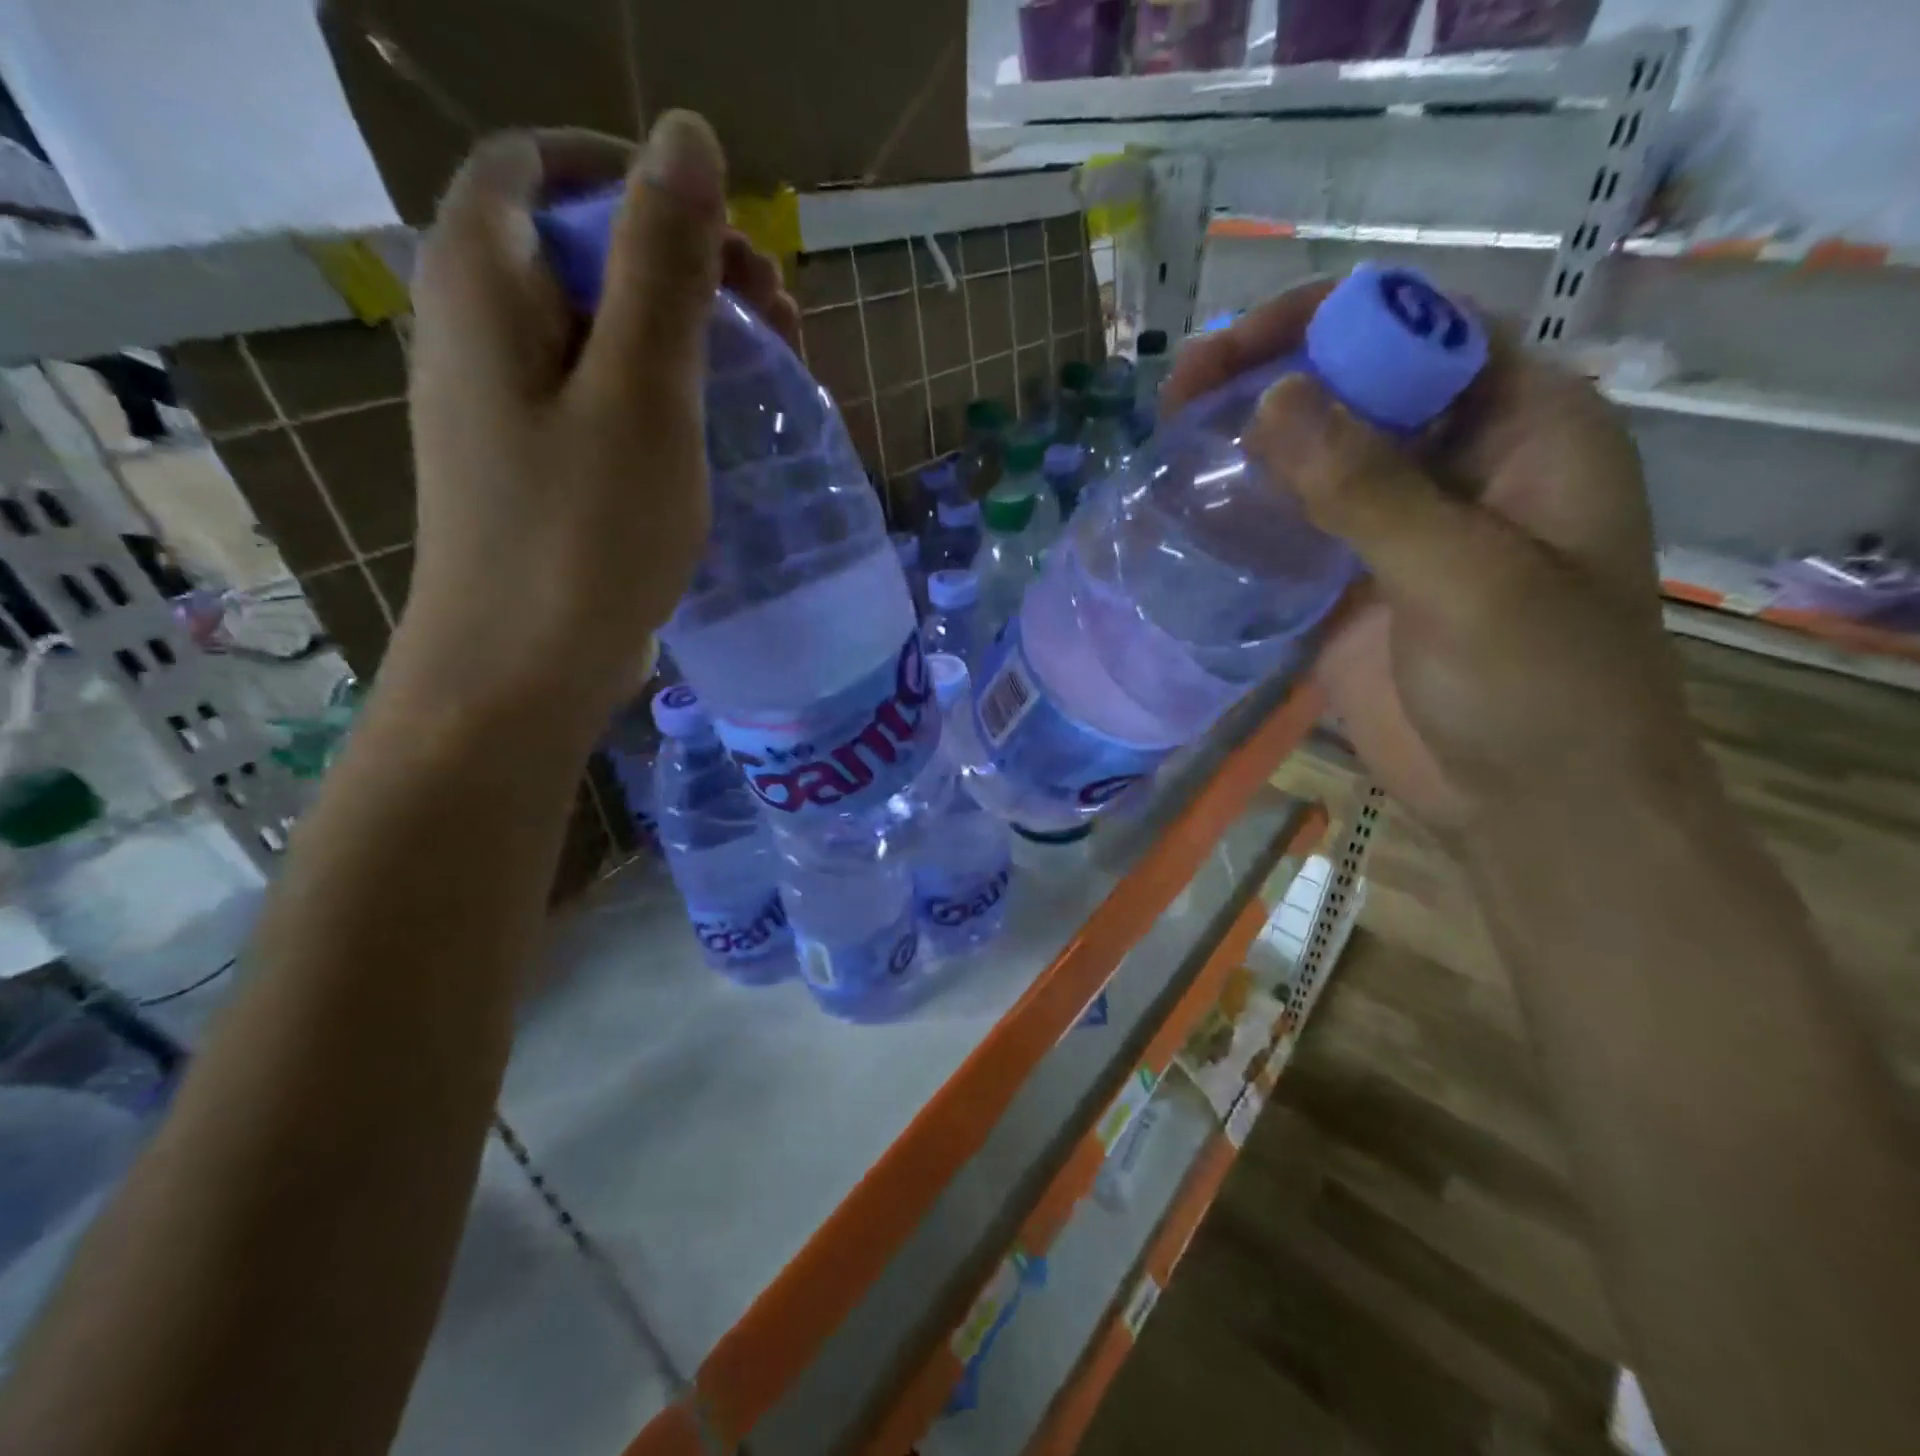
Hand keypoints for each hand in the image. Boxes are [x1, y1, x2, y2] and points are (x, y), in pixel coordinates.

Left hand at [395, 112, 798, 721]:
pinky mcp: (536, 464)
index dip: (636, 179)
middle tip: (776, 321)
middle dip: (683, 263)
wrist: (523, 672)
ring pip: (599, 329)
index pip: (541, 165)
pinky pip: (600, 395)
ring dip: (684, 333)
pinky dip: (663, 392)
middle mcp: (476, 328)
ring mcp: (505, 403)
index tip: (729, 239)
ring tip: (768, 375)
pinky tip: (716, 432)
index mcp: (481, 282)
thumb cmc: (583, 534)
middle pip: (579, 248)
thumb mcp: (641, 393)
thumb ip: (661, 264)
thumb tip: (688, 137)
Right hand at [1165, 283, 1696, 829]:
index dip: (1328, 322)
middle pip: (1357, 384)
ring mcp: (1398, 526)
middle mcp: (1459, 461)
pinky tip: (1191, 512)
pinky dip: (1244, 512)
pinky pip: (1292, 527)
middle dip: (1271, 376)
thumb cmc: (1539, 690)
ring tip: (1170, 440)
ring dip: (1248, 442)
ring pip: (1316, 454)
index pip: (1422, 330)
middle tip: (1180, 394)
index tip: (1236, 350)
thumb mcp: (1464, 578)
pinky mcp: (1351, 583)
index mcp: (1525, 427)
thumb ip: (1369, 490)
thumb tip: (1273, 399)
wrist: (1530, 806)